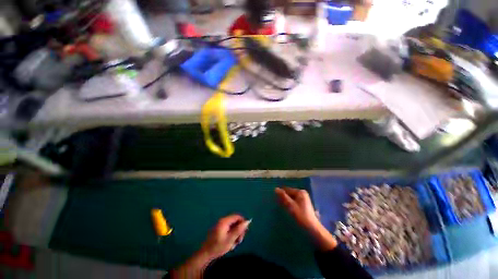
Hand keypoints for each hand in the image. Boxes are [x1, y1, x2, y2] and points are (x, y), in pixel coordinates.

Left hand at [200, 214, 250, 259]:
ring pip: (233, 226)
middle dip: (239, 230)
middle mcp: (223, 221)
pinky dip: (232, 235)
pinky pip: (229, 229)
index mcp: (225, 221)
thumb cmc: (218, 247)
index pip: (237, 217)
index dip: (243, 223)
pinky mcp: (220, 229)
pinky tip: (230, 243)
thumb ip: (239, 230)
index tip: (245, 232)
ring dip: (236, 234)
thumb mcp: (230, 239)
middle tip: (240, 241)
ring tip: (235, 244)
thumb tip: (248, 221)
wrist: (205, 254)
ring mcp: (221, 225)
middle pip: (235, 221)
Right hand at [276, 187, 336, 250]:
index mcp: (300, 192)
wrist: (312, 229)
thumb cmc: (301, 216)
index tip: (276, 200)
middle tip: (279, 205)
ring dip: (287, 202)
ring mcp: (304, 199)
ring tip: (283, 208)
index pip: (287, 190)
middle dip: (284, 198)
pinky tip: (288, 210)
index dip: (281, 194)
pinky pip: (294, 201)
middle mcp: (302, 193)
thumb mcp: (290, 205)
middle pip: (289, 193)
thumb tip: (275, 188)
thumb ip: (283, 196)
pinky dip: (290, 204)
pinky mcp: (304, 204)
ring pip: (291, 198)